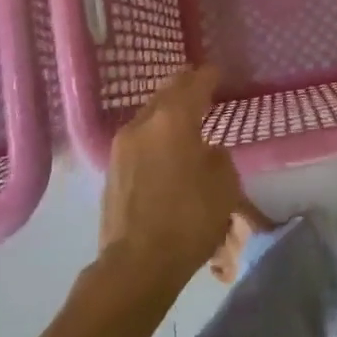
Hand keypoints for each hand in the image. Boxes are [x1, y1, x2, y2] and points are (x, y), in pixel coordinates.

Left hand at [99, 66, 241, 288]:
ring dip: (167, 109)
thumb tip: (205, 150)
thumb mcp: (224, 184)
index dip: (208, 76)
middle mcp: (143, 124)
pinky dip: (155, 131)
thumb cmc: (189, 219)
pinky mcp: (112, 169)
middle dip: (184, 85)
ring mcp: (121, 146)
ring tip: (184, 113)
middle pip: (166, 92)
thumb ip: (217, 156)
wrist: (137, 264)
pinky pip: (139, 136)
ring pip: (149, 114)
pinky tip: (165, 143)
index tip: (218, 72)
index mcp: (173, 119)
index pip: (194, 84)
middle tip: (200, 82)